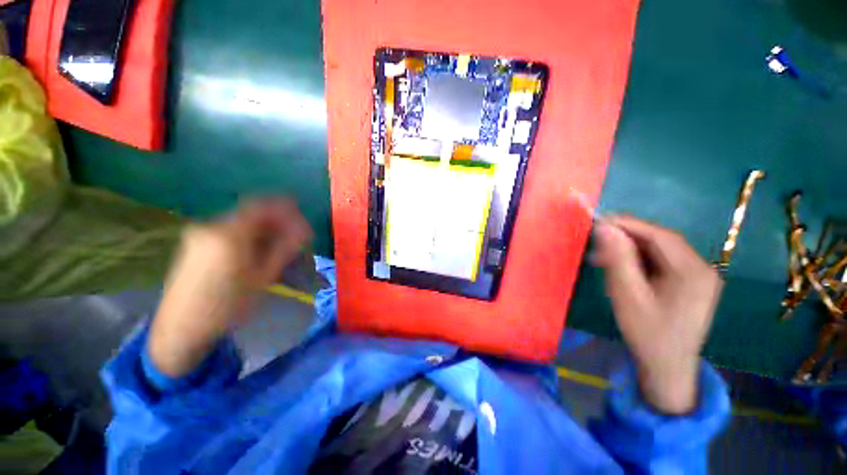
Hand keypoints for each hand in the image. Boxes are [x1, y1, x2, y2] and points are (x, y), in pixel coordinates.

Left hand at [148, 198, 312, 376]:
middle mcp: (211, 226)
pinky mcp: (194, 242)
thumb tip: (304, 230)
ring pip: (241, 222)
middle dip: (277, 222)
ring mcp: (199, 233)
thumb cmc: (227, 306)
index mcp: (229, 234)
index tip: (302, 224)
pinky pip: (229, 230)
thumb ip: (284, 248)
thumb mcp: (263, 277)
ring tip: (277, 249)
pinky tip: (255, 253)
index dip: (287, 210)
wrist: (182, 328)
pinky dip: (247, 236)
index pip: (263, 207)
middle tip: (294, 239)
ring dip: (263, 230)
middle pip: (252, 213)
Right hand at [591, 216, 722, 413]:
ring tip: (602, 255)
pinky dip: (639, 261)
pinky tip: (620, 267)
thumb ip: (617, 259)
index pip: (659, 235)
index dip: (628, 224)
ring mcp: (699, 277)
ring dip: (630, 249)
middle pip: (661, 241)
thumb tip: (605, 227)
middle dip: (627, 237)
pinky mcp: (690, 284)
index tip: (599, 220)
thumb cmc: (647, 333)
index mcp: (693, 272)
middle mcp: (702, 268)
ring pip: (660, 251)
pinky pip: (662, 263)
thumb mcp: (627, 295)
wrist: (667, 367)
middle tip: (597, 239)